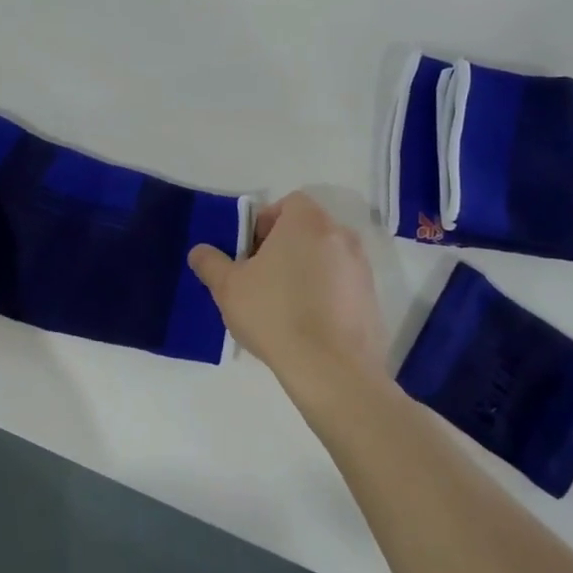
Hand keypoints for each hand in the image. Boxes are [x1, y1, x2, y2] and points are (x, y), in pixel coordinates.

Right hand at [188, 193, 387, 405]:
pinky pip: (342, 286)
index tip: (251, 252)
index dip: (265, 222)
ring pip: (326, 258)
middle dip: (284, 248)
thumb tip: (199, 252)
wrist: (332, 369)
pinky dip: (325, 295)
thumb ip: (211, 263)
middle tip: (260, 279)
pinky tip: (307, 326)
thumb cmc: (275, 314)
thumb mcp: (228, 288)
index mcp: (307, 222)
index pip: (288, 203)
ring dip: (305, 272)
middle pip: (307, 230)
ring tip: (283, 306)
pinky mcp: (372, 299)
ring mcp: (362, 268)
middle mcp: (340, 236)